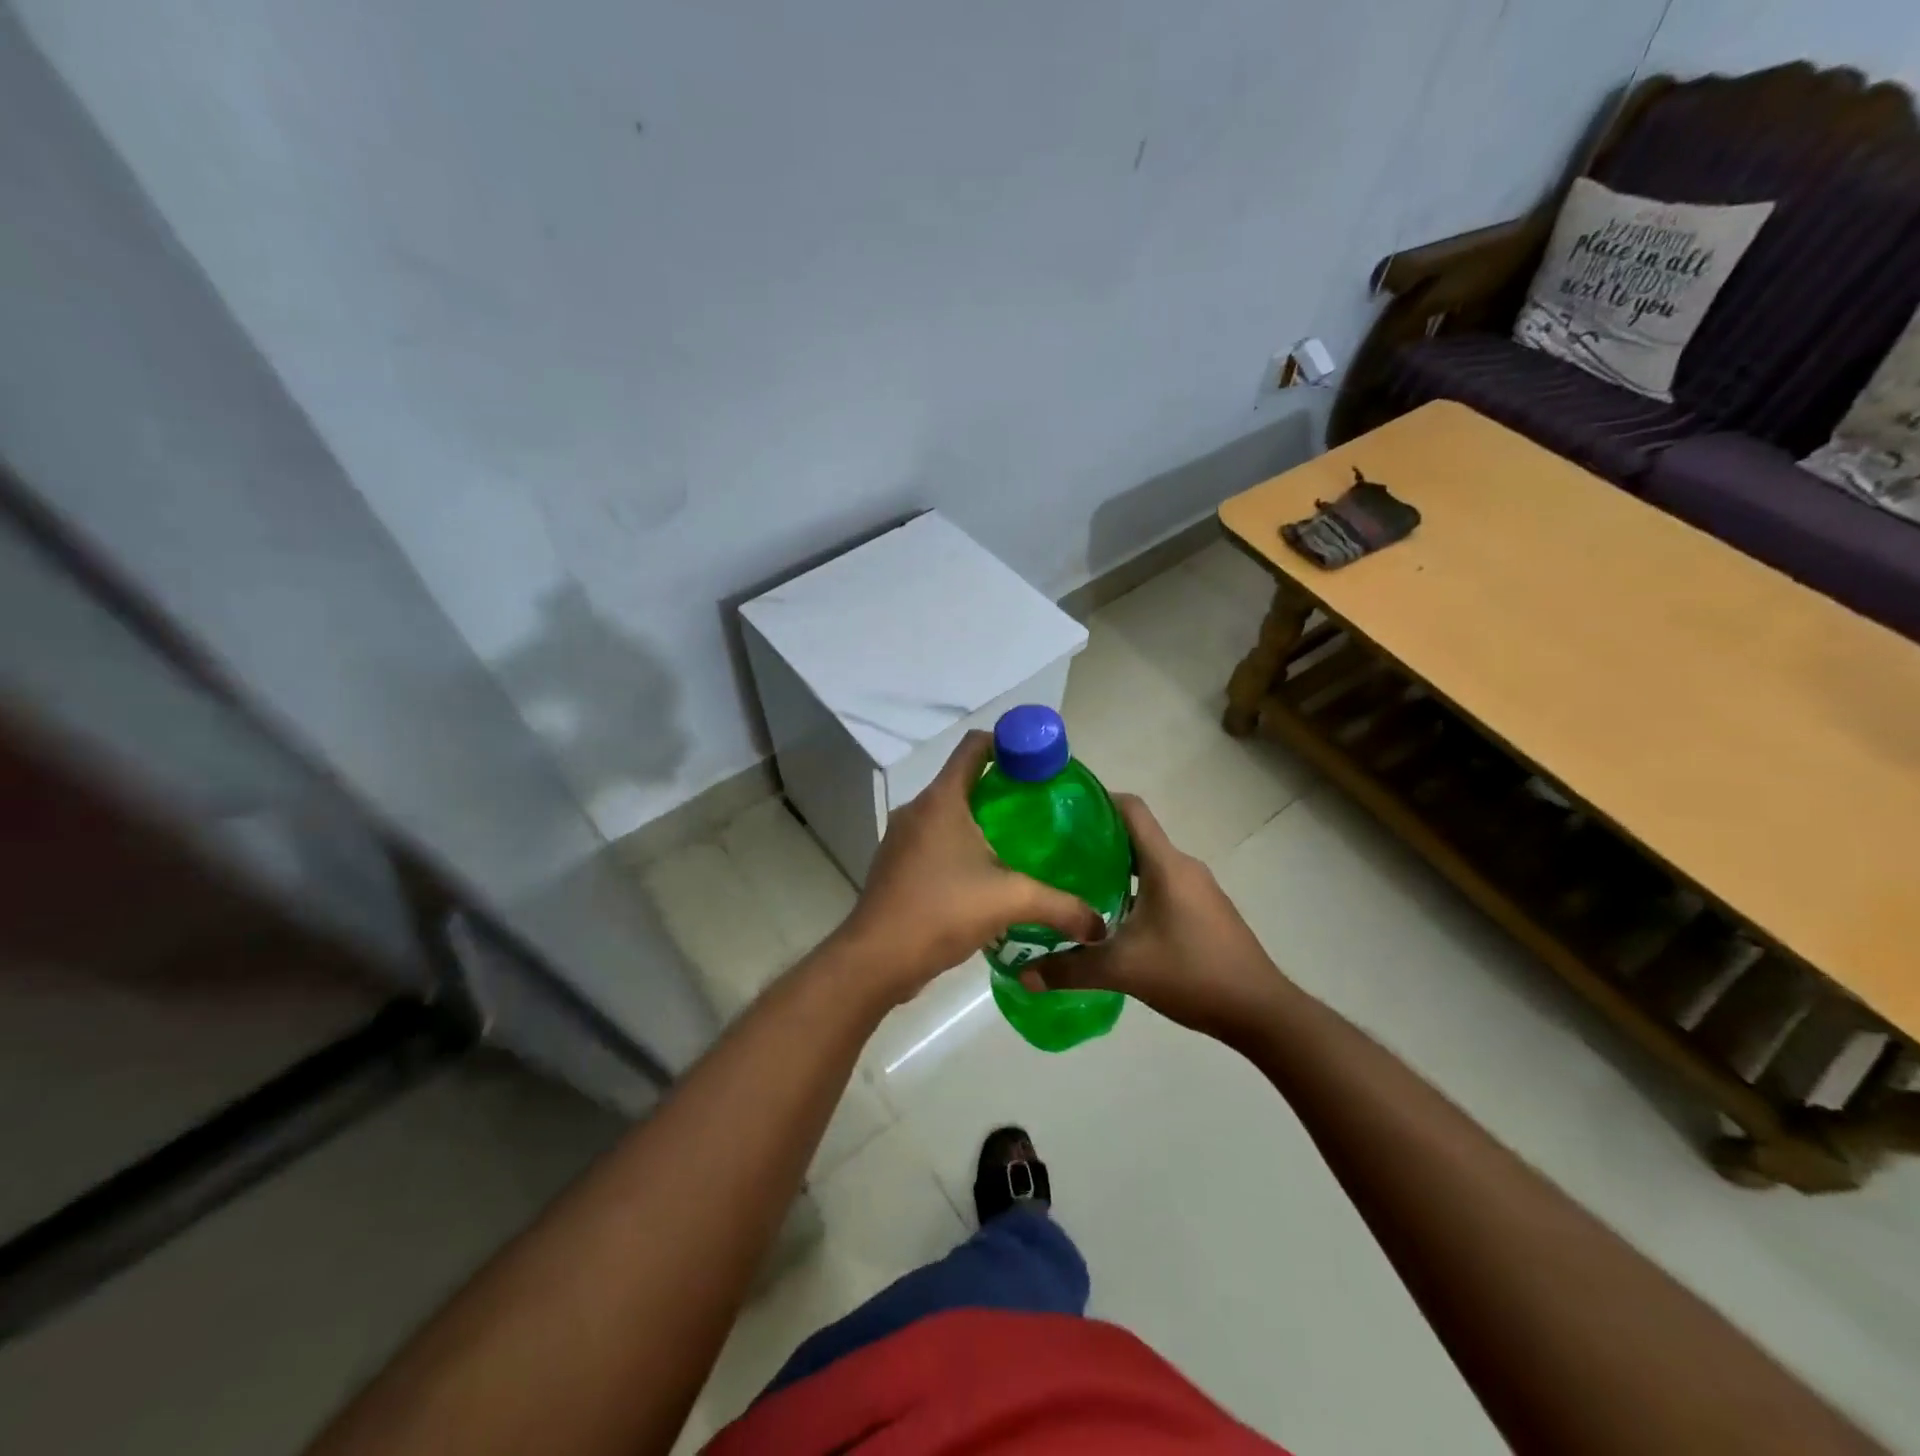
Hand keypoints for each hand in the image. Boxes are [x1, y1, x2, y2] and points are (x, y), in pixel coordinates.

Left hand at [836, 731, 1105, 1005]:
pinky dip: (959, 845)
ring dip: (979, 820)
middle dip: (1001, 788)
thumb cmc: (942, 911)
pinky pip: (934, 840)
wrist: (878, 958)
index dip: (1008, 743)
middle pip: (963, 779)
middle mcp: (918, 809)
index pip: (975, 746)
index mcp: (942, 800)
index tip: (1039, 763)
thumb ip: (1060, 906)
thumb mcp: (1010, 902)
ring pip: (947, 812)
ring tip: (1018, 843)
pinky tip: (984, 875)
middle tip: (1039, 808)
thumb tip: (1099, 925)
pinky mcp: (897, 864)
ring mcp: (902, 837)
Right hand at [1030, 795, 1291, 1043]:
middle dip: (1096, 841)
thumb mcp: (1123, 971)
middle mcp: (1183, 866)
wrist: (1260, 1010)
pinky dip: (1135, 890)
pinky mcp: (1205, 910)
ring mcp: (1198, 889)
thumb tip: (1023, 975)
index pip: (1132, 809)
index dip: (1098, 800)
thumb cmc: (1192, 974)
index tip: (1062, 810)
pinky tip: (1112, 919)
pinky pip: (1162, 885)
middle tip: (1056, 856)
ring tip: (1076, 887)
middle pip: (1135, 836)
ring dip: (1115, 869)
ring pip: (1148, 864)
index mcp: (1165, 864)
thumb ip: (1070, 969)